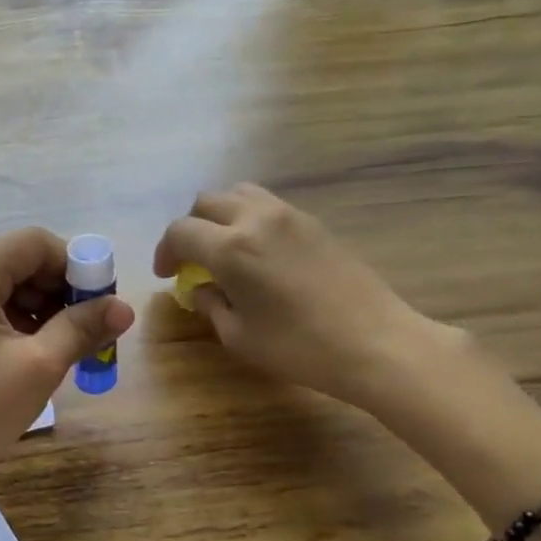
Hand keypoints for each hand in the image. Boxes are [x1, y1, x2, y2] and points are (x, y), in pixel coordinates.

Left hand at [0, 228, 135, 510]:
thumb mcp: (38, 368)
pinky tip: (28, 353)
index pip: (33, 243)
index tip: (97, 303)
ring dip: (35, 307)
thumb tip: (124, 306)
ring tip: (60, 346)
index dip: (74, 265)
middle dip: (56, 289)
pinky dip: (9, 322)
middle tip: (84, 328)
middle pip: (14, 261)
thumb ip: (81, 328)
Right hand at [153, 184, 443, 409]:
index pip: (181, 232)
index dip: (165, 251)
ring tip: (223, 247)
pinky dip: (249, 217)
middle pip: (207, 202)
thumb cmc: (299, 347)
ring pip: (239, 193)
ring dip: (220, 215)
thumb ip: (211, 305)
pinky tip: (257, 251)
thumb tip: (201, 288)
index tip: (167, 275)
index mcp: (231, 249)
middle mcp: (256, 219)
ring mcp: (289, 215)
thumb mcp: (239, 336)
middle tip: (191, 259)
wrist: (375, 342)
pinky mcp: (314, 222)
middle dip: (190, 228)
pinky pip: (268, 205)